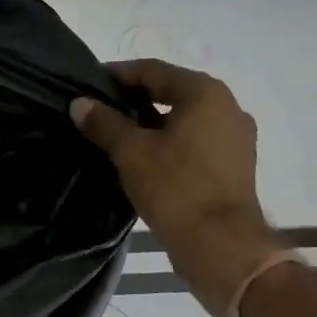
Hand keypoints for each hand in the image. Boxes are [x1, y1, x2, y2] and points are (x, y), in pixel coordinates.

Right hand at [72, 59, 287, 315]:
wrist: (222, 246)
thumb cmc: (175, 187)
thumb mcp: (131, 152)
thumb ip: (104, 122)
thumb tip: (79, 103)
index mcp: (205, 93)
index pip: (153, 70)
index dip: (119, 75)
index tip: (91, 84)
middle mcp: (228, 107)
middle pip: (172, 92)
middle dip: (136, 100)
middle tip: (101, 110)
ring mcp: (236, 138)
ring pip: (185, 119)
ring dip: (153, 123)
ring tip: (119, 135)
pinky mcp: (236, 165)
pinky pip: (196, 142)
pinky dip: (171, 143)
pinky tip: (146, 158)